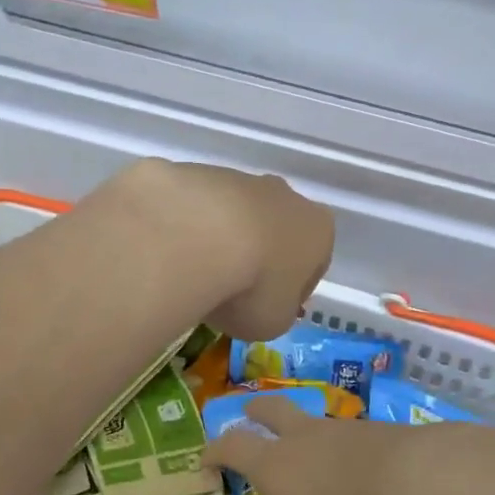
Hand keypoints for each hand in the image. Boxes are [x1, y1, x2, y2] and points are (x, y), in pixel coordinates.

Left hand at [116, 161, 333, 340]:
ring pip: (237, 216)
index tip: (270, 309)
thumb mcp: (274, 321)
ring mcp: (242, 179)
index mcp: (318, 230)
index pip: (315, 263)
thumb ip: (277, 311)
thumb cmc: (252, 286)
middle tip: (234, 291)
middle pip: (277, 231)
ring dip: (224, 241)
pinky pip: (200, 208)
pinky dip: (191, 228)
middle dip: (261, 257)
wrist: (194, 237)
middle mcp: (286, 196)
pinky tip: (175, 253)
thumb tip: (265, 303)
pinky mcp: (199, 173)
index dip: (294, 290)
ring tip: (198, 275)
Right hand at [203, 393, 414, 494]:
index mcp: (278, 467)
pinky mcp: (380, 430)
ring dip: (308, 438)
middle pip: (271, 409)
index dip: (214, 452)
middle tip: (248, 415)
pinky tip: (363, 482)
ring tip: (317, 468)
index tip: (204, 461)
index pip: (233, 447)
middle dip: (256, 411)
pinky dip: (347, 455)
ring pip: (315, 424)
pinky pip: (352, 440)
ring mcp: (344, 429)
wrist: (423, 479)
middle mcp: (305, 439)